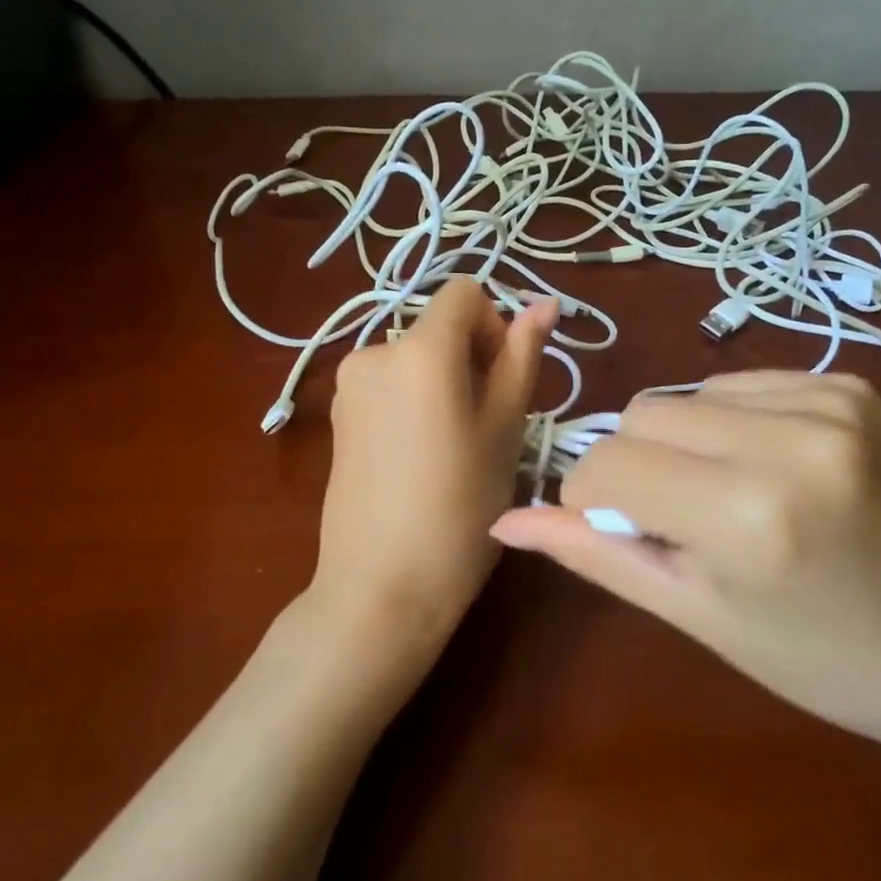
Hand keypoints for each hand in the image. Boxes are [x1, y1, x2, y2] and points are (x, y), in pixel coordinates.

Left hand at [311, 280, 556, 658]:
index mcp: (418, 348)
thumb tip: (544, 303)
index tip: (501, 382)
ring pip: (415, 357)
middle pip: (438, 326)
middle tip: (486, 426)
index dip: (495, 325)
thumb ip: (522, 356)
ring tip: (454, 447)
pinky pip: (389, 384)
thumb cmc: (461, 507)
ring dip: (443, 382)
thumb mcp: (504, 428)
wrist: (381, 588)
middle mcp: (373, 351)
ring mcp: (347, 385)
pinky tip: (420, 457)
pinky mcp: (336, 416)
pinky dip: (414, 401)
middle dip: (470, 359)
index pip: (465, 292)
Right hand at [491, 371, 880, 746]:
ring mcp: (829, 402)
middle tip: (681, 521)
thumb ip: (595, 554)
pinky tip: (768, 468)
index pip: (610, 465)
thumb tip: (504, 520)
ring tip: (729, 496)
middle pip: (643, 414)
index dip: (594, 499)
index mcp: (747, 515)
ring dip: (684, 442)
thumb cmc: (815, 658)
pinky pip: (740, 383)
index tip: (620, 532)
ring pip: (686, 393)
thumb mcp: (694, 613)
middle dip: (637, 466)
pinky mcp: (851, 384)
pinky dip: (730, 422)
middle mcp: (790, 440)